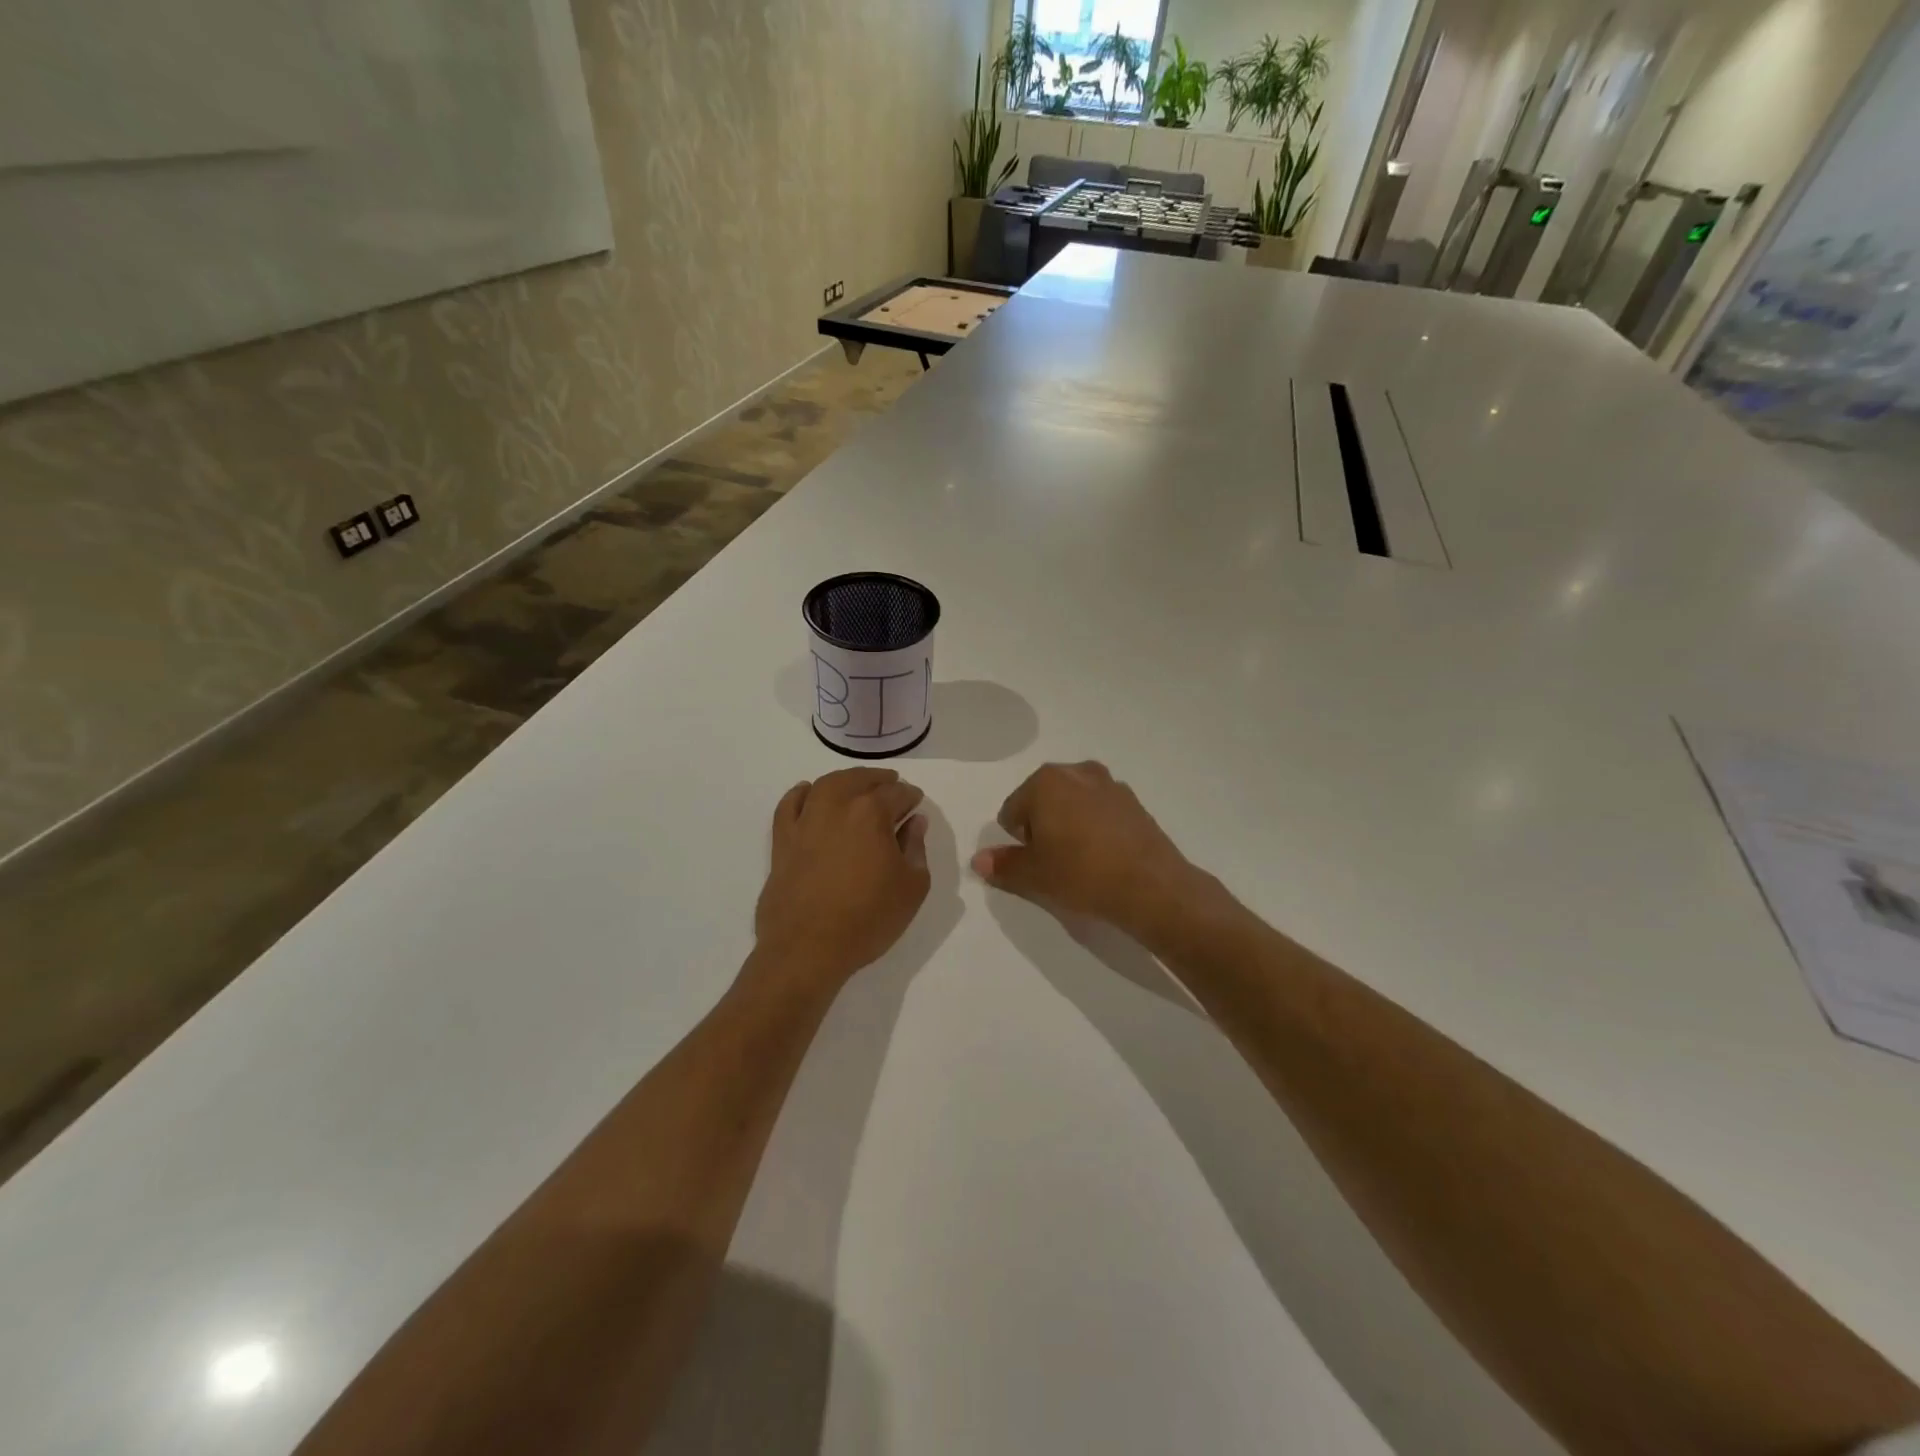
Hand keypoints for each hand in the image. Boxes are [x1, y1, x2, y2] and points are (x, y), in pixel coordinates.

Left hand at [754, 768, 930, 990]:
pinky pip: (789, 805)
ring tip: (856, 786)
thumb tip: (914, 822)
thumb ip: (916, 848)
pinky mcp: (782, 840)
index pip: (897, 793)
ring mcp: (805, 821)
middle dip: (879, 780)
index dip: (910, 796)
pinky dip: (800, 794)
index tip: (916, 803)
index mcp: (871, 813)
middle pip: (860, 780)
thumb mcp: (912, 887)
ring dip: (845, 780)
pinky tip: (808, 793)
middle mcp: (836, 807)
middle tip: (891, 787)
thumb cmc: (868, 918)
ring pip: (826, 785)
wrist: (808, 949)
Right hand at [970, 762, 1202, 936]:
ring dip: (1070, 825)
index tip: (1036, 863)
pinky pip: (1101, 812)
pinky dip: (1096, 828)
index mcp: (1045, 781)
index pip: (1012, 810)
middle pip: (1043, 800)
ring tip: (1081, 861)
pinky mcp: (1135, 802)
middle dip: (1043, 827)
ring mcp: (1110, 784)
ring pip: (1073, 804)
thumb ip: (1002, 866)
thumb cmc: (1081, 873)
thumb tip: (979, 861)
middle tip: (1055, 862)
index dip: (1018, 841)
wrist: (1151, 886)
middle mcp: (1077, 771)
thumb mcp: (1033, 876)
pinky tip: (1105, 857)